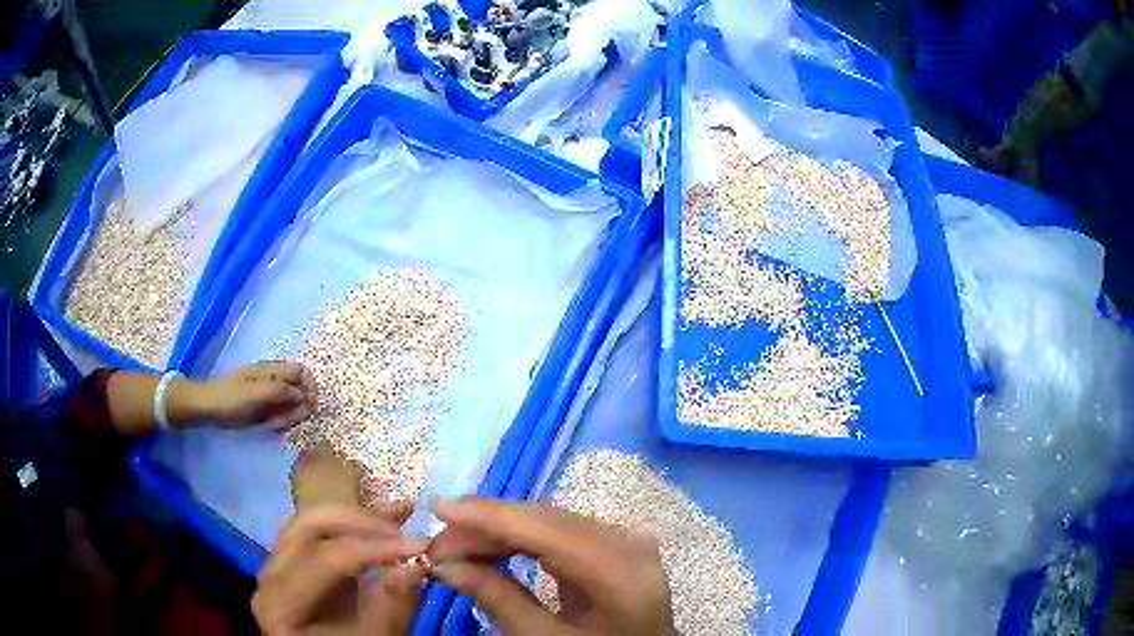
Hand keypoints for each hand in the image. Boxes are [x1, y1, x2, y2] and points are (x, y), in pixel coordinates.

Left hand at [187, 361, 317, 428]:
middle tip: (286, 422)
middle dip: (298, 408)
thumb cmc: (230, 398)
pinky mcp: (265, 407)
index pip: (302, 372)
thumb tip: (303, 395)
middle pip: (300, 390)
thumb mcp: (255, 393)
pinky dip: (281, 421)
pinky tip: (270, 427)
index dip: (310, 387)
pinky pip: (282, 413)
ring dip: (289, 417)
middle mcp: (274, 380)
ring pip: (292, 404)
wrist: (208, 408)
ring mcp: (269, 394)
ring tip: (274, 426)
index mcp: (272, 370)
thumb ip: (280, 391)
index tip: (309, 407)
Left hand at [252, 504, 428, 635]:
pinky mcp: (296, 562)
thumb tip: (416, 566)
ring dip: (359, 517)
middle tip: (404, 532)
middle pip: (310, 526)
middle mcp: (271, 573)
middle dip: (361, 522)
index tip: (421, 547)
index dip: (376, 549)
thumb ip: (391, 607)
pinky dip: (353, 525)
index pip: (328, 559)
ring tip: (401, 511)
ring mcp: (279, 564)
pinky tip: (385, 515)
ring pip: (314, 522)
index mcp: (282, 600)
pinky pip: (321, 533)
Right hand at [427, 497, 673, 635]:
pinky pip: (561, 531)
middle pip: (546, 520)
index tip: (437, 507)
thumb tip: (444, 564)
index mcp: (618, 571)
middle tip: (438, 544)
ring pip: (549, 520)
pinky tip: (492, 547)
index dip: (488, 515)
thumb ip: (497, 598)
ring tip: (455, 547)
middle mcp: (627, 542)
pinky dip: (522, 538)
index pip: (545, 529)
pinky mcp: (616, 543)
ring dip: (499, 530)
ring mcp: (626, 539)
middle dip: (486, 526)